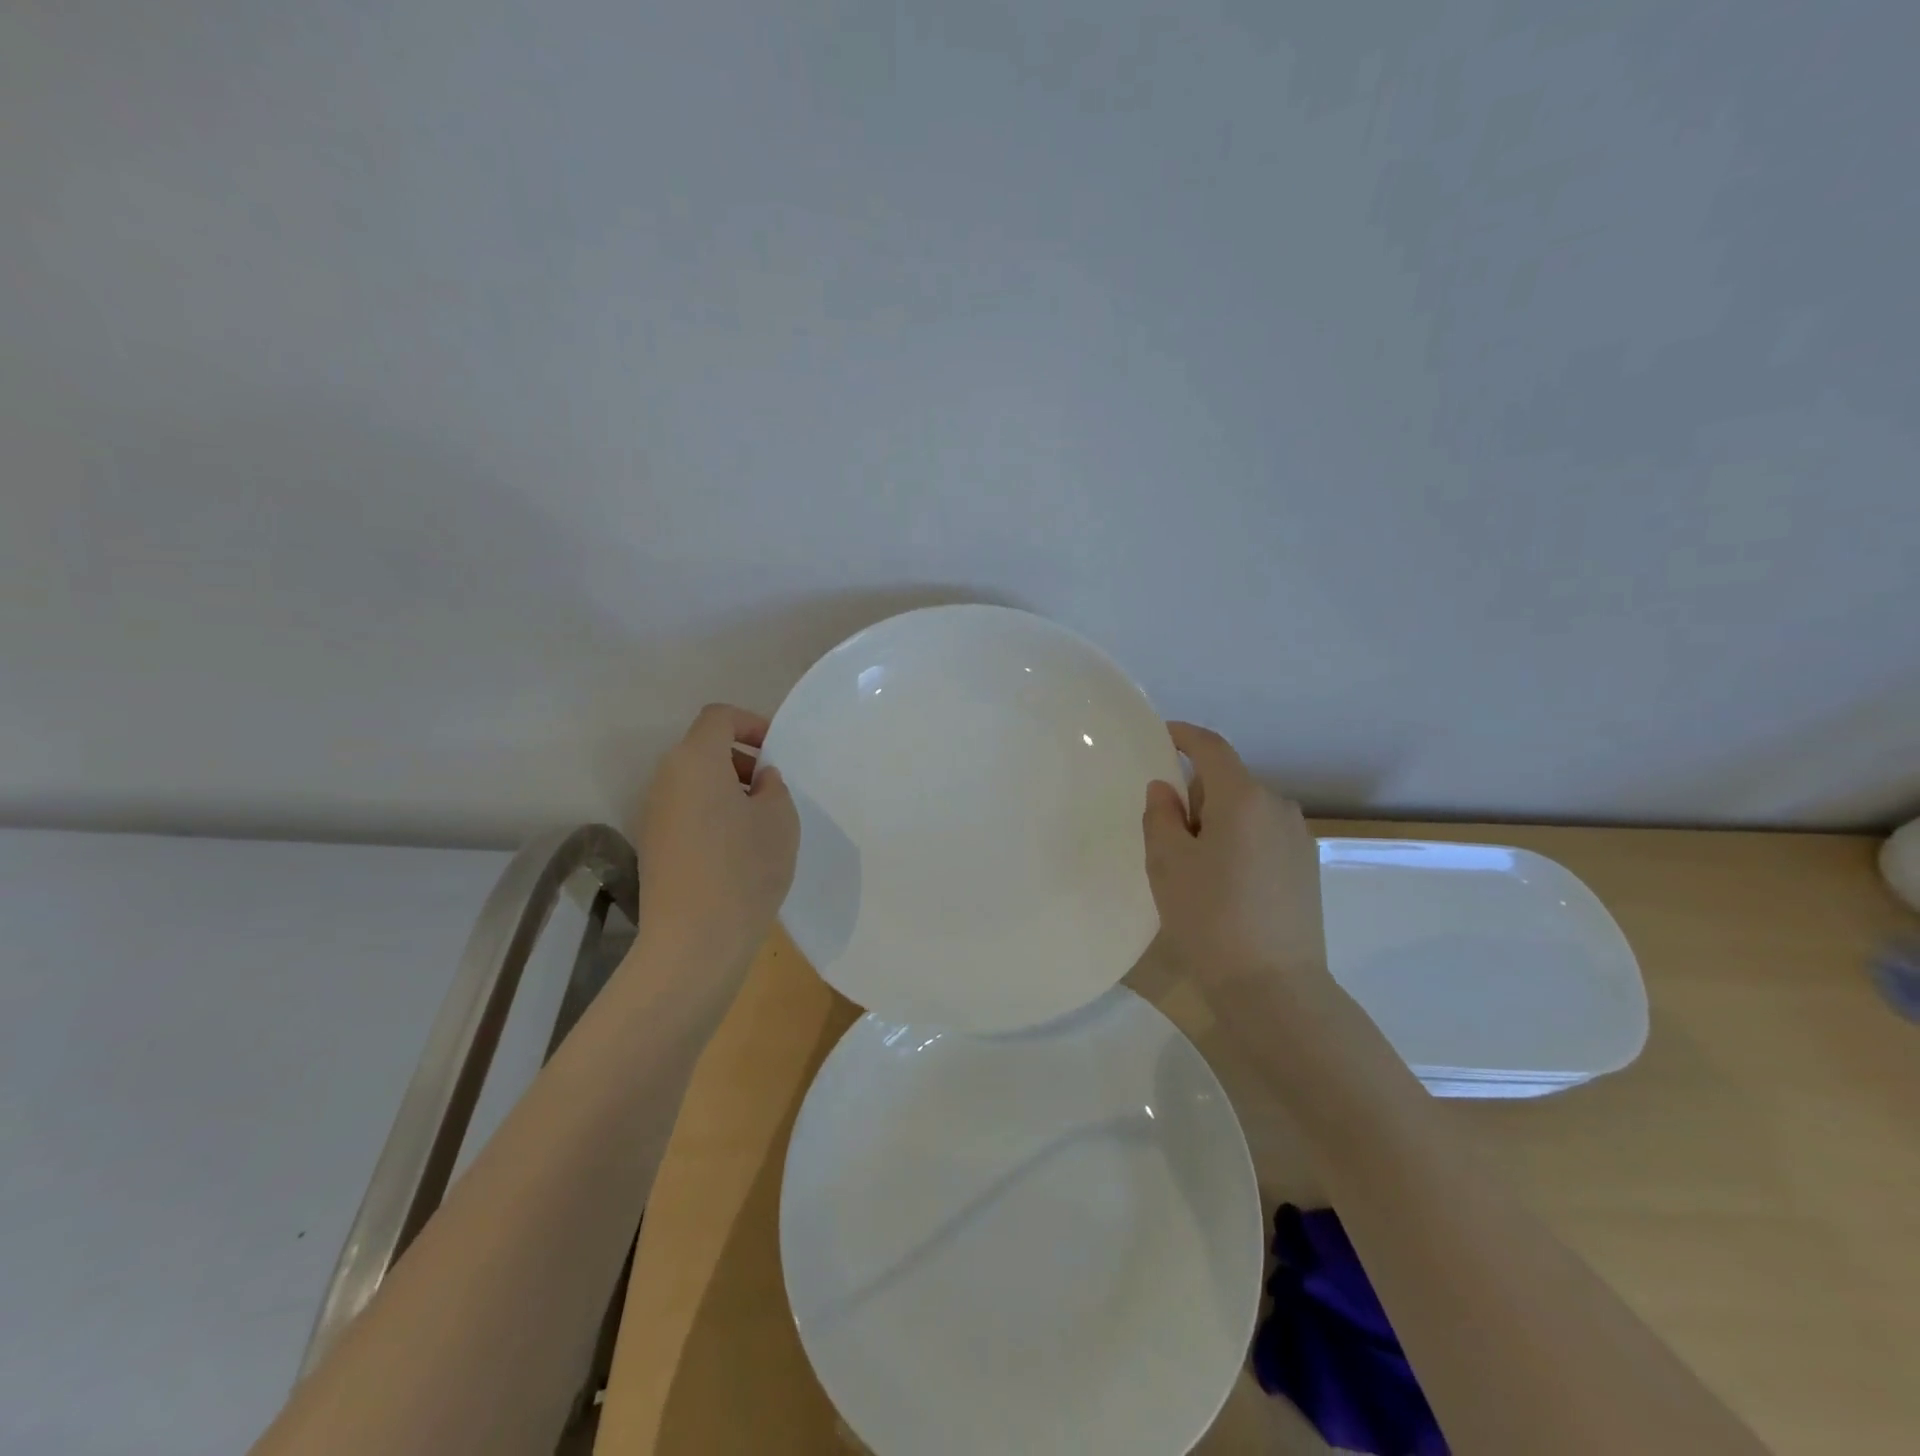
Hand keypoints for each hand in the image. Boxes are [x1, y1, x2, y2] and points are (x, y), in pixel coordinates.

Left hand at [633, 704, 799, 981]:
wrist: (694, 940)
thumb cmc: (745, 868)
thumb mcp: (780, 819)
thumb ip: (773, 786)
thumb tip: (758, 780)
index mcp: (695, 761)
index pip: (718, 717)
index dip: (751, 723)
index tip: (777, 752)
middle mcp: (665, 779)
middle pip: (702, 748)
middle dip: (741, 759)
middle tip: (772, 788)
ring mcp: (653, 814)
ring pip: (693, 782)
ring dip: (727, 789)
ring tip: (759, 822)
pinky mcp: (653, 846)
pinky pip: (686, 811)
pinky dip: (712, 814)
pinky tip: (736, 850)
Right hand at [1142, 722, 1334, 1013]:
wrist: (1274, 987)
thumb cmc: (1210, 918)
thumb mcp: (1167, 864)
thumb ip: (1161, 816)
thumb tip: (1166, 790)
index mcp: (1243, 798)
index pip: (1211, 749)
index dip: (1185, 736)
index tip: (1162, 735)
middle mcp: (1278, 807)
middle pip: (1228, 783)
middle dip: (1196, 796)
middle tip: (1166, 833)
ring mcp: (1298, 838)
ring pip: (1246, 812)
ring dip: (1218, 823)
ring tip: (1194, 867)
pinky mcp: (1306, 868)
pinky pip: (1263, 837)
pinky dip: (1238, 843)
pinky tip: (1225, 885)